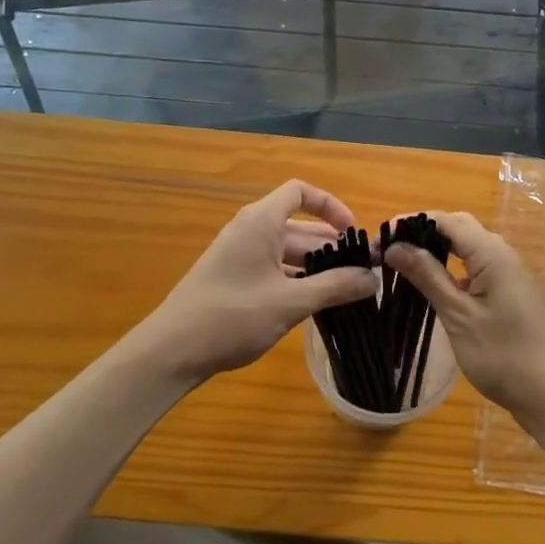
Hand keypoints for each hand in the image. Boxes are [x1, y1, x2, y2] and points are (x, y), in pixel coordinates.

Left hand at [140, 180, 377, 380]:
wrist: (171, 351)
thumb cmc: (232, 317)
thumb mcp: (290, 302)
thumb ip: (334, 287)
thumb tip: (373, 279)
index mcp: (261, 222)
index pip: (300, 192)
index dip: (330, 206)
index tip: (352, 233)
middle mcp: (250, 230)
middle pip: (298, 226)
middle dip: (331, 246)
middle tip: (362, 272)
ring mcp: (239, 255)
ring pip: (286, 251)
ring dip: (315, 266)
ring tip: (345, 291)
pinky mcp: (233, 278)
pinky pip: (273, 268)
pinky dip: (296, 279)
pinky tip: (314, 304)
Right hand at [383, 212, 544, 418]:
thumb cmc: (503, 354)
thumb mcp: (458, 314)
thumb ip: (427, 276)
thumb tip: (395, 246)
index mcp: (489, 252)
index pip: (443, 220)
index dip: (409, 223)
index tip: (377, 239)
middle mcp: (500, 252)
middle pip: (456, 227)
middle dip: (421, 232)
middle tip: (387, 252)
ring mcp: (506, 272)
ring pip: (466, 246)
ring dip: (435, 250)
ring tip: (402, 265)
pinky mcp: (507, 290)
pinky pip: (473, 265)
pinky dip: (449, 268)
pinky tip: (432, 286)